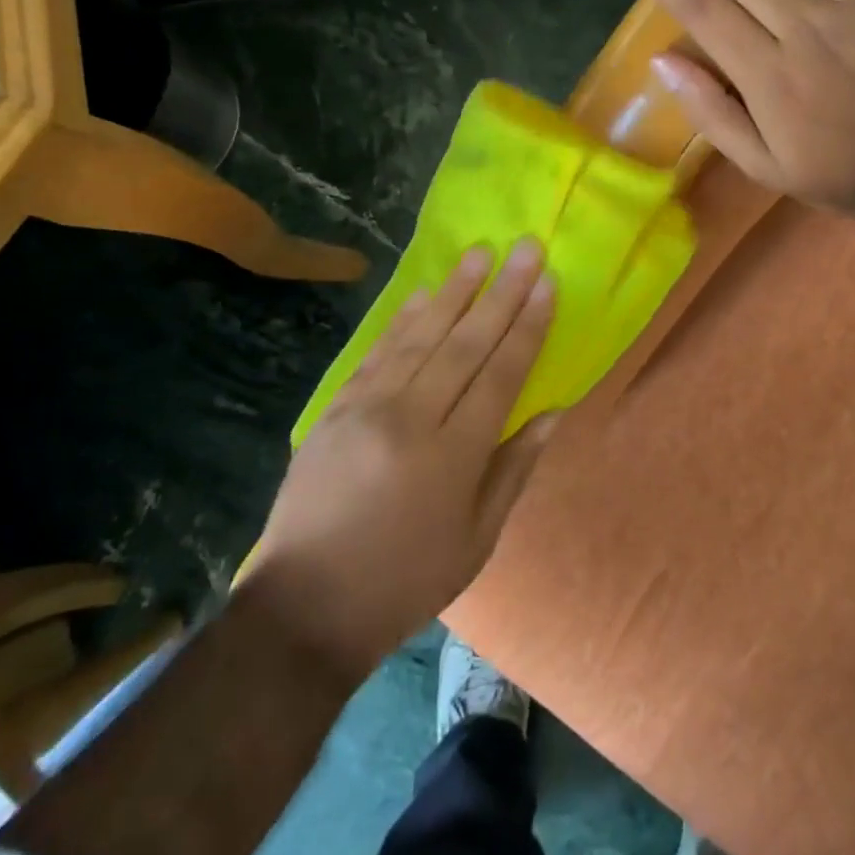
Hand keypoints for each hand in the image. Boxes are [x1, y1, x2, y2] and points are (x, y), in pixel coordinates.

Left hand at [248, 239, 558, 680]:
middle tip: (525, 248)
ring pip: (421, 336)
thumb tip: (551, 413)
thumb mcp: (476, 542)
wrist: (303, 606)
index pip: (501, 374)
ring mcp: (368, 407)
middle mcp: (412, 418)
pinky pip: (378, 352)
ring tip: (480, 253)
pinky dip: (404, 319)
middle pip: (465, 343)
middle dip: (501, 292)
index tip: (548, 284)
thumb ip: (514, 470)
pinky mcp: (336, 407)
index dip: (528, 326)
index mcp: (453, 455)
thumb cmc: (404, 582)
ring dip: (455, 291)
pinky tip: (425, 294)